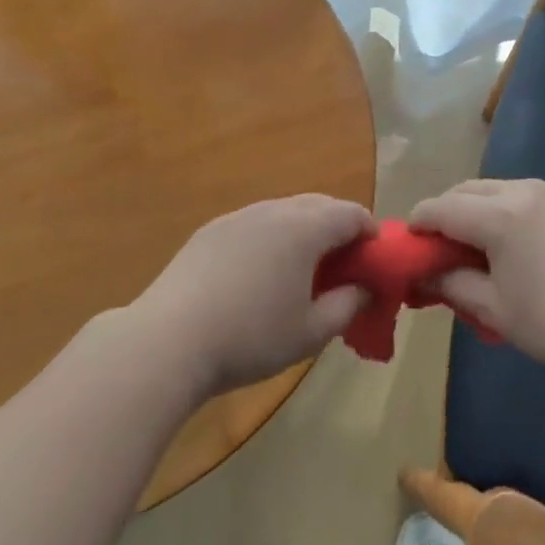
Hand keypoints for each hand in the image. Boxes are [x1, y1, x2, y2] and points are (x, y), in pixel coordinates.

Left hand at [132, 195, 373, 396]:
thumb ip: (347, 306)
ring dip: (304, 230)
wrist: (170, 339)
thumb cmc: (251, 337)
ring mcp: (238, 216)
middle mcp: (273, 210)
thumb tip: (364, 289)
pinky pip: (255, 223)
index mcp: (304, 228)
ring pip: (284, 211)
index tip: (374, 260)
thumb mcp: (310, 332)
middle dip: (338, 227)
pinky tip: (259, 273)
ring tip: (302, 269)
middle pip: (319, 204)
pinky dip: (271, 237)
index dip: (370, 233)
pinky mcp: (210, 230)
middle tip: (343, 264)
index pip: (351, 214)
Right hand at [410, 179, 544, 384]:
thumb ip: (450, 285)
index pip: (440, 208)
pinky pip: (527, 195)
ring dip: (478, 208)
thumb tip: (422, 275)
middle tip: (443, 246)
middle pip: (466, 190)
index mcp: (497, 216)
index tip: (411, 244)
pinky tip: (520, 242)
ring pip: (497, 189)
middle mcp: (521, 190)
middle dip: (446, 212)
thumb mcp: (495, 310)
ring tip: (481, 244)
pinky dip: (509, 209)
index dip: (418, 224)